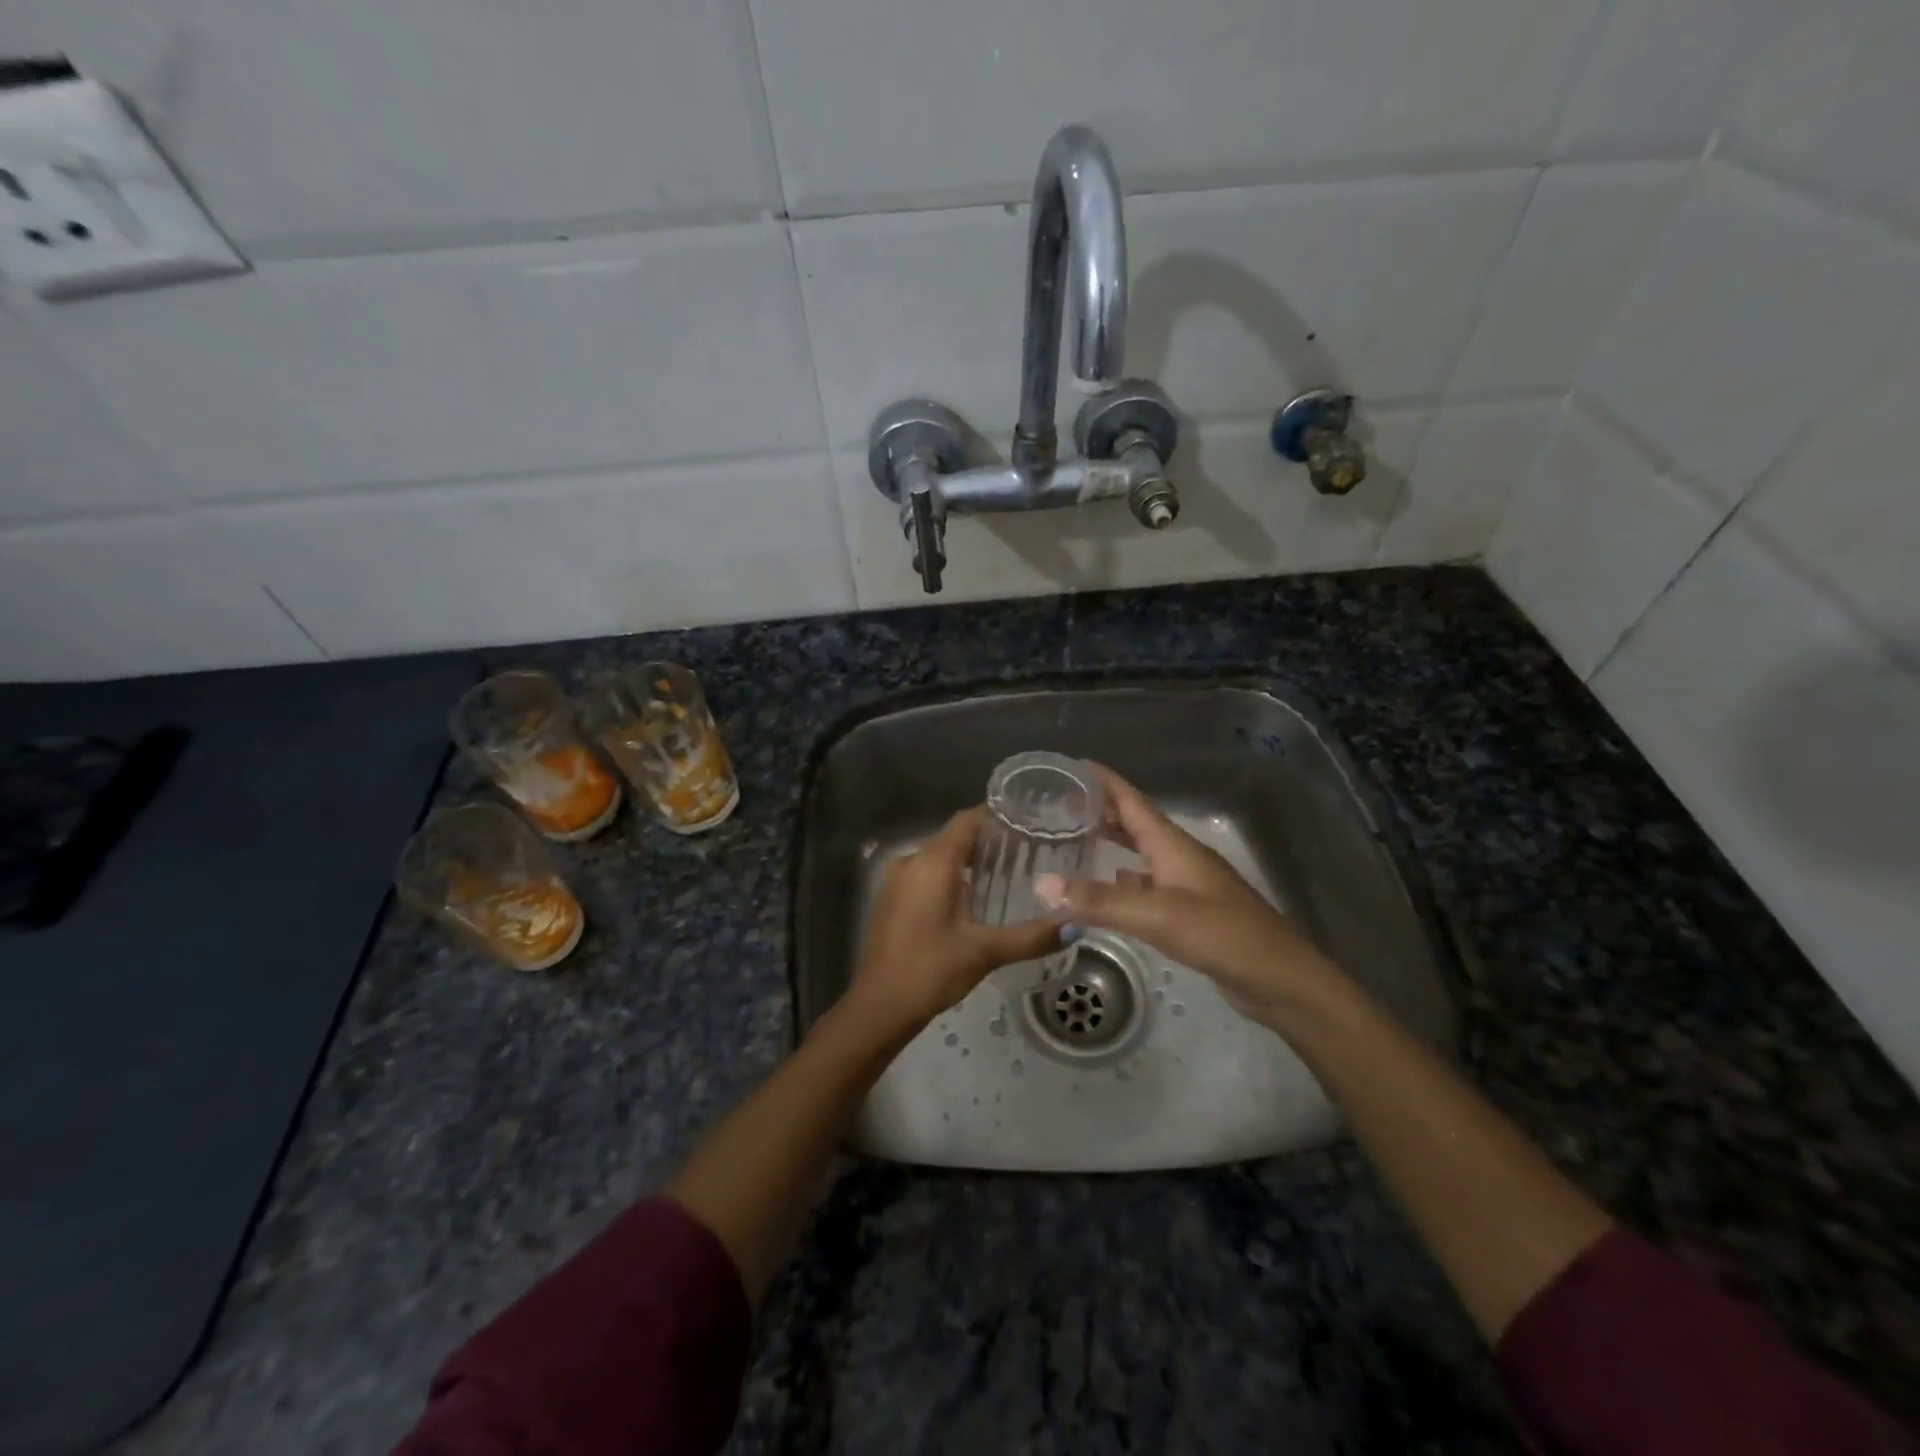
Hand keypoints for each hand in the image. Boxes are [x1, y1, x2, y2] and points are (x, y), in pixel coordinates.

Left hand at [841, 807, 1063, 1038]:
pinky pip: (924, 874)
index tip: (1029, 819)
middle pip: (954, 837)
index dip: (996, 815)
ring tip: (1008, 873)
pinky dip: (949, 877)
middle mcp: (910, 860)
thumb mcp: (984, 952)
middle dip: (988, 840)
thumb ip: (1030, 936)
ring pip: (938, 856)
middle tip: (1029, 849)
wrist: (878, 1008)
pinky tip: (974, 899)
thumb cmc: (930, 971)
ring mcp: (896, 880)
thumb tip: (1076, 925)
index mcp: (932, 862)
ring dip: (968, 861)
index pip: (967, 820)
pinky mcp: (890, 899)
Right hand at [1038, 764, 1344, 1024]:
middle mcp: (1179, 857)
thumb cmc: (1222, 934)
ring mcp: (1187, 885)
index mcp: (1173, 845)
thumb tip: (1040, 885)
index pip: (1133, 802)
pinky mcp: (1189, 913)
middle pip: (1136, 824)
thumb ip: (1099, 901)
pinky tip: (1107, 889)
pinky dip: (1123, 882)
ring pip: (1141, 855)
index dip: (1106, 782)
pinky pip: (1147, 886)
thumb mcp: (1157, 916)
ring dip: (1113, 844)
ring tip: (1075, 841)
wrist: (1279, 979)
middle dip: (1102, 811)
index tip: (1074, 765)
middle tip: (1061, 804)